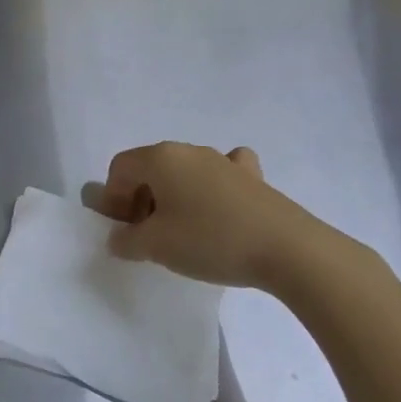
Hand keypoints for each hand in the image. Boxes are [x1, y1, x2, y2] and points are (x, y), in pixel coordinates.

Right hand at [96, 141, 348, 290]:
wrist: (288, 250)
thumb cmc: (210, 241)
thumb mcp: (155, 247)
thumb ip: (126, 240)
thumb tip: (120, 238)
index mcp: (160, 158)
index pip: (120, 168)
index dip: (112, 198)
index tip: (122, 230)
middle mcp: (189, 151)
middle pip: (150, 167)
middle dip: (140, 198)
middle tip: (145, 233)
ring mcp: (224, 161)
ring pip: (184, 171)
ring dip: (173, 195)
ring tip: (181, 229)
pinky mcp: (253, 178)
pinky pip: (221, 172)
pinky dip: (212, 186)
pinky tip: (219, 205)